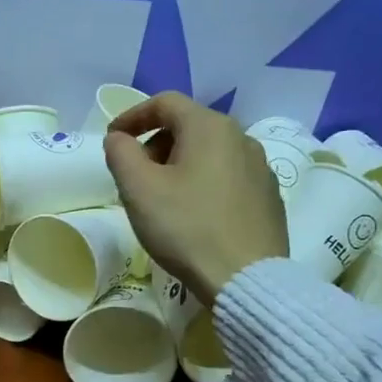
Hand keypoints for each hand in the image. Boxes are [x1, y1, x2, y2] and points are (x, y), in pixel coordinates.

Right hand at [104, 91, 287, 305]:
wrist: (245, 278)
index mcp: (209, 127)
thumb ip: (120, 153)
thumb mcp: (138, 189)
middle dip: (155, 144)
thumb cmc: (186, 227)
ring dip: (179, 164)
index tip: (112, 139)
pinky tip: (194, 214)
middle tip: (135, 176)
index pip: (165, 103)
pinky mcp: (269, 196)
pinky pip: (227, 176)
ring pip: (209, 152)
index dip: (132, 115)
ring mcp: (260, 167)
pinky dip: (203, 182)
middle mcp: (241, 137)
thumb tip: (119, 138)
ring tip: (162, 198)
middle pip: (189, 126)